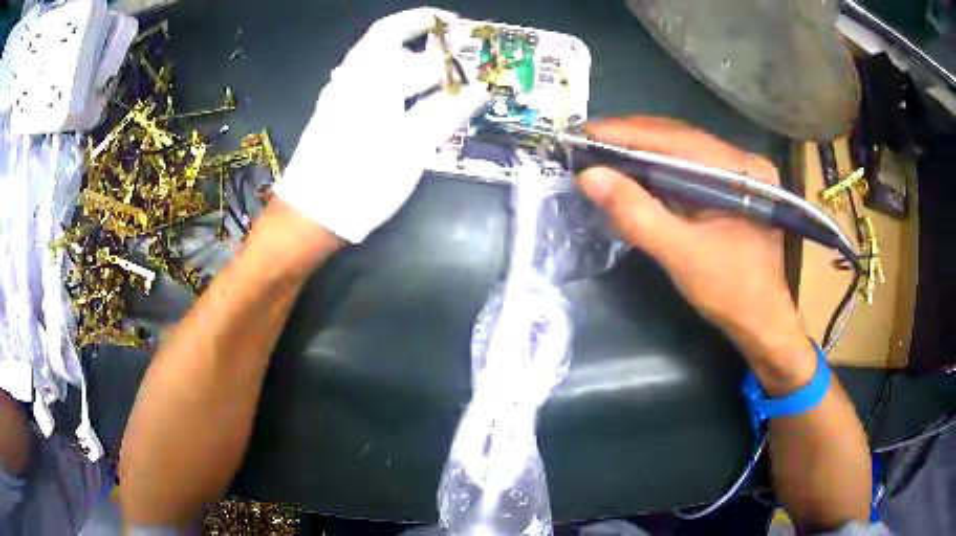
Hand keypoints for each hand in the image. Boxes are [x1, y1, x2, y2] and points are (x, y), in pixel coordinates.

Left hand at [273, 7, 488, 242]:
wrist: (314, 214)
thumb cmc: (363, 180)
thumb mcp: (411, 147)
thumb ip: (446, 112)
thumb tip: (480, 90)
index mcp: (370, 79)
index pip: (404, 35)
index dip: (435, 28)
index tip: (462, 29)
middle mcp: (351, 77)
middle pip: (384, 36)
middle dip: (417, 29)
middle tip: (448, 35)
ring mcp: (339, 93)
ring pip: (373, 55)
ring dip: (403, 49)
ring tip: (432, 59)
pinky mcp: (335, 111)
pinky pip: (365, 77)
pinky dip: (390, 72)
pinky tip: (407, 89)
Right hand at [579, 117, 811, 379]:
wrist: (760, 320)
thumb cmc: (730, 291)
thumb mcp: (681, 255)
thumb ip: (637, 214)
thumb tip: (589, 176)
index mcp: (740, 170)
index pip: (677, 138)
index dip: (627, 133)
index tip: (584, 133)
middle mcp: (741, 160)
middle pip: (678, 137)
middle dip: (630, 137)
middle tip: (586, 141)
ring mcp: (737, 172)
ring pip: (680, 149)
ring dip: (640, 150)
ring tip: (600, 151)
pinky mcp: (729, 186)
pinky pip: (686, 167)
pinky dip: (655, 168)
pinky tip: (631, 171)